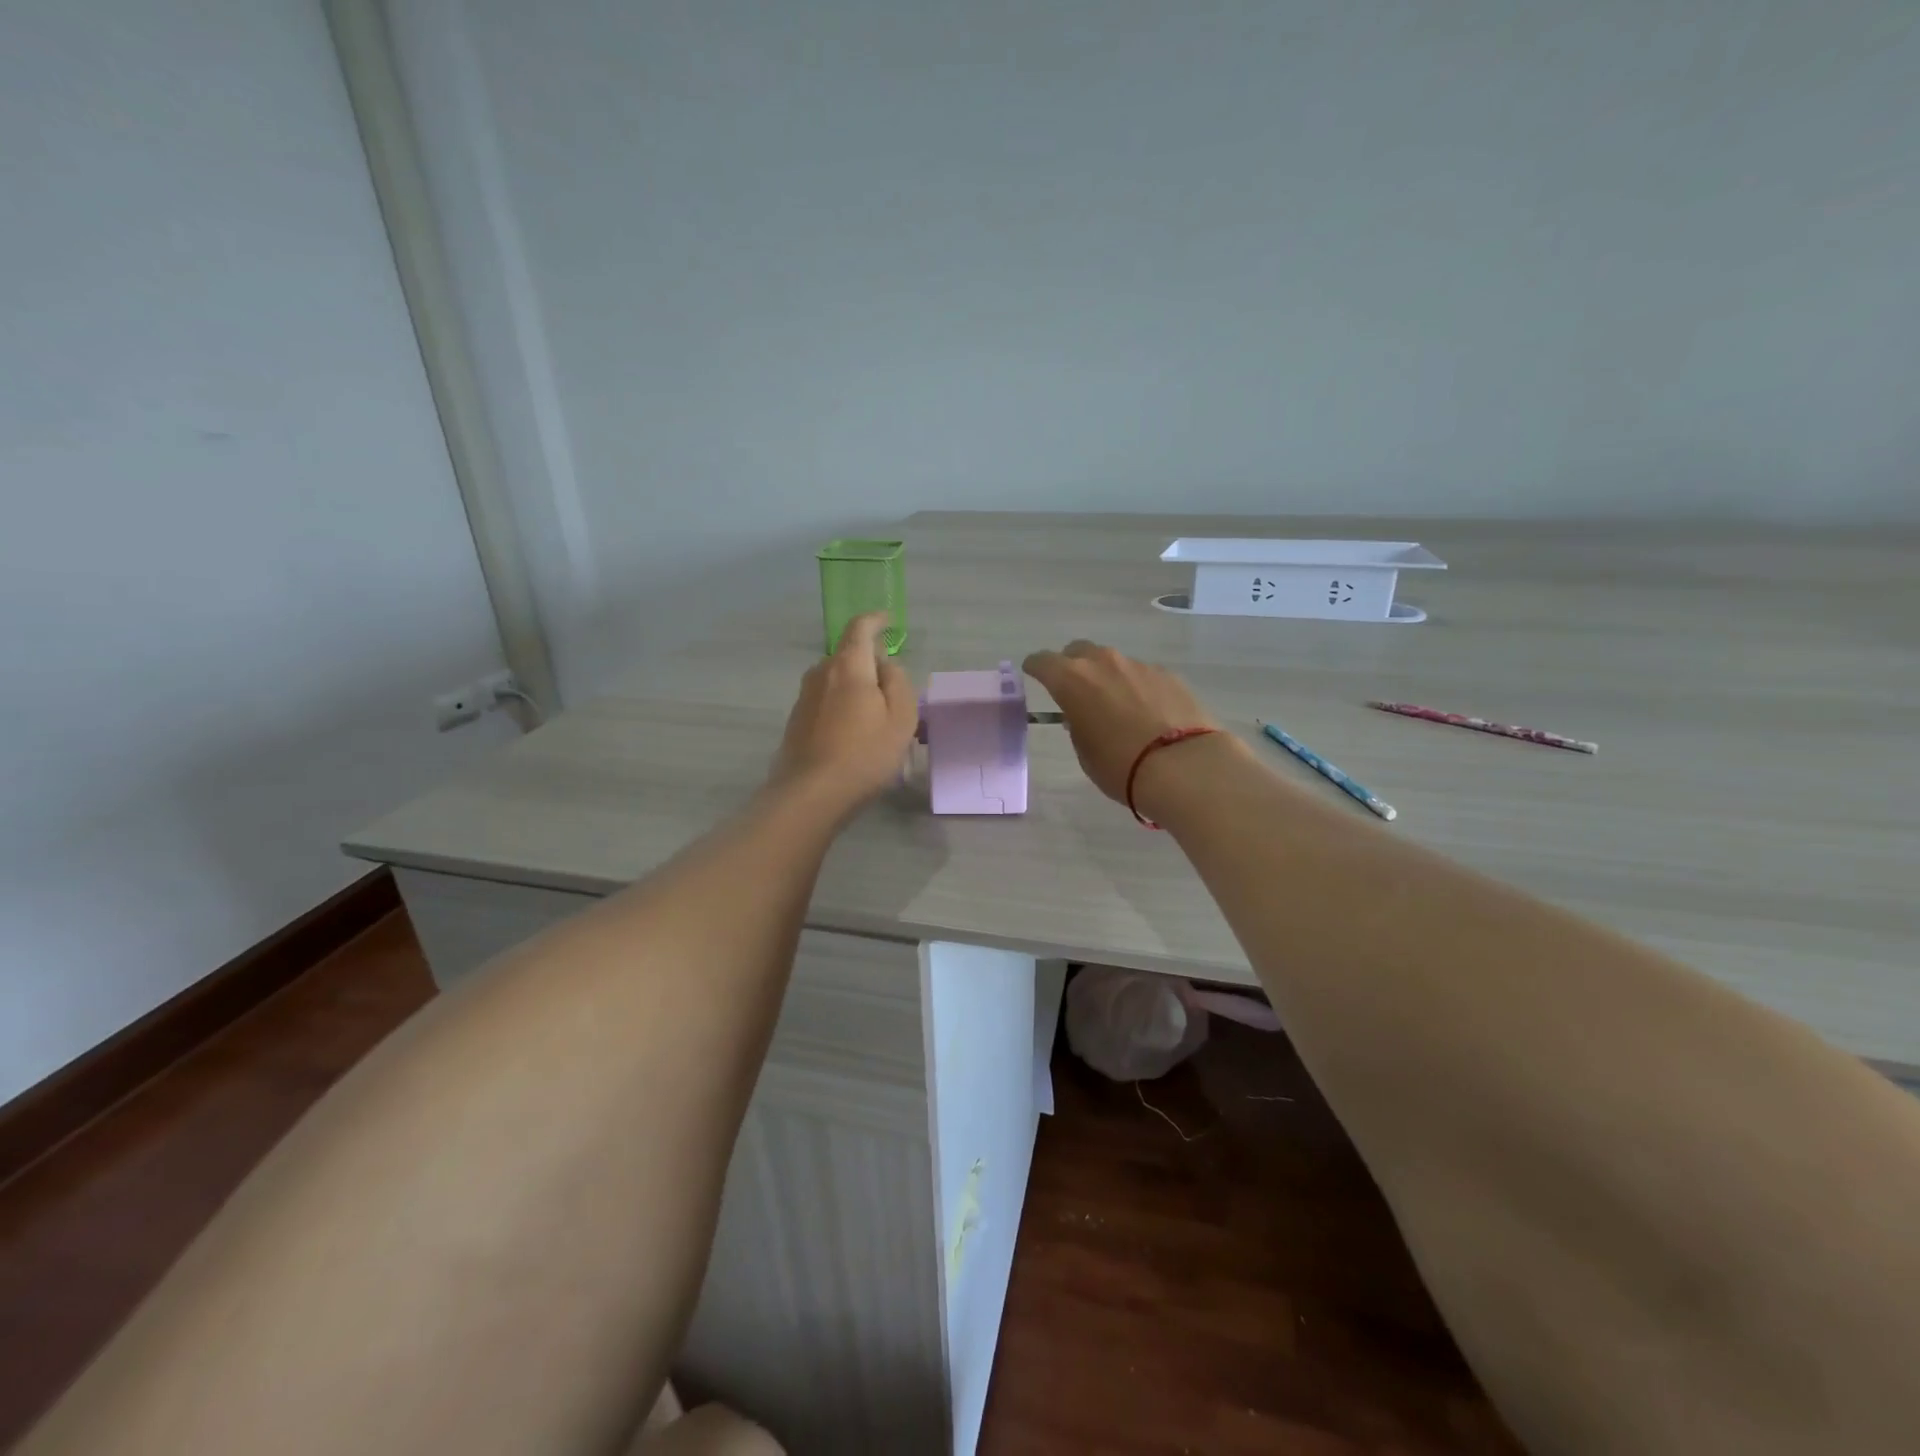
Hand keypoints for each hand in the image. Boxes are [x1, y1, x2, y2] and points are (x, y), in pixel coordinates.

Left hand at [772, 612, 918, 811]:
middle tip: (893, 692)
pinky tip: (854, 736)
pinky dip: (842, 708)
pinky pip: (826, 701)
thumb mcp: (901, 717)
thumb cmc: (865, 753)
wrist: (811, 794)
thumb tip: (885, 666)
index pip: (859, 628)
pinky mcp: (796, 721)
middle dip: (870, 665)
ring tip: (876, 719)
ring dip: (856, 690)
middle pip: (848, 656)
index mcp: (848, 665)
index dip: (875, 620)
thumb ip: (898, 682)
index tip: (889, 621)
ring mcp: (804, 697)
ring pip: (836, 681)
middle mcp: (820, 673)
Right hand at [1022, 640, 1223, 804]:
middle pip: (1079, 651)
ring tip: (1115, 705)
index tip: (1033, 674)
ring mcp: (1139, 665)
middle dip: (1072, 665)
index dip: (1036, 668)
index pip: (1043, 662)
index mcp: (1072, 680)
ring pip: (1113, 662)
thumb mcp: (1085, 752)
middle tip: (1075, 689)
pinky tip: (1147, 712)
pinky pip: (1142, 674)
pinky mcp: (1168, 675)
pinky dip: (1137, 687)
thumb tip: (1083, 714)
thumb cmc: (1121, 766)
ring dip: (1107, 677)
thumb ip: (1078, 725)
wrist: (1184, 766)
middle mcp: (1103, 663)